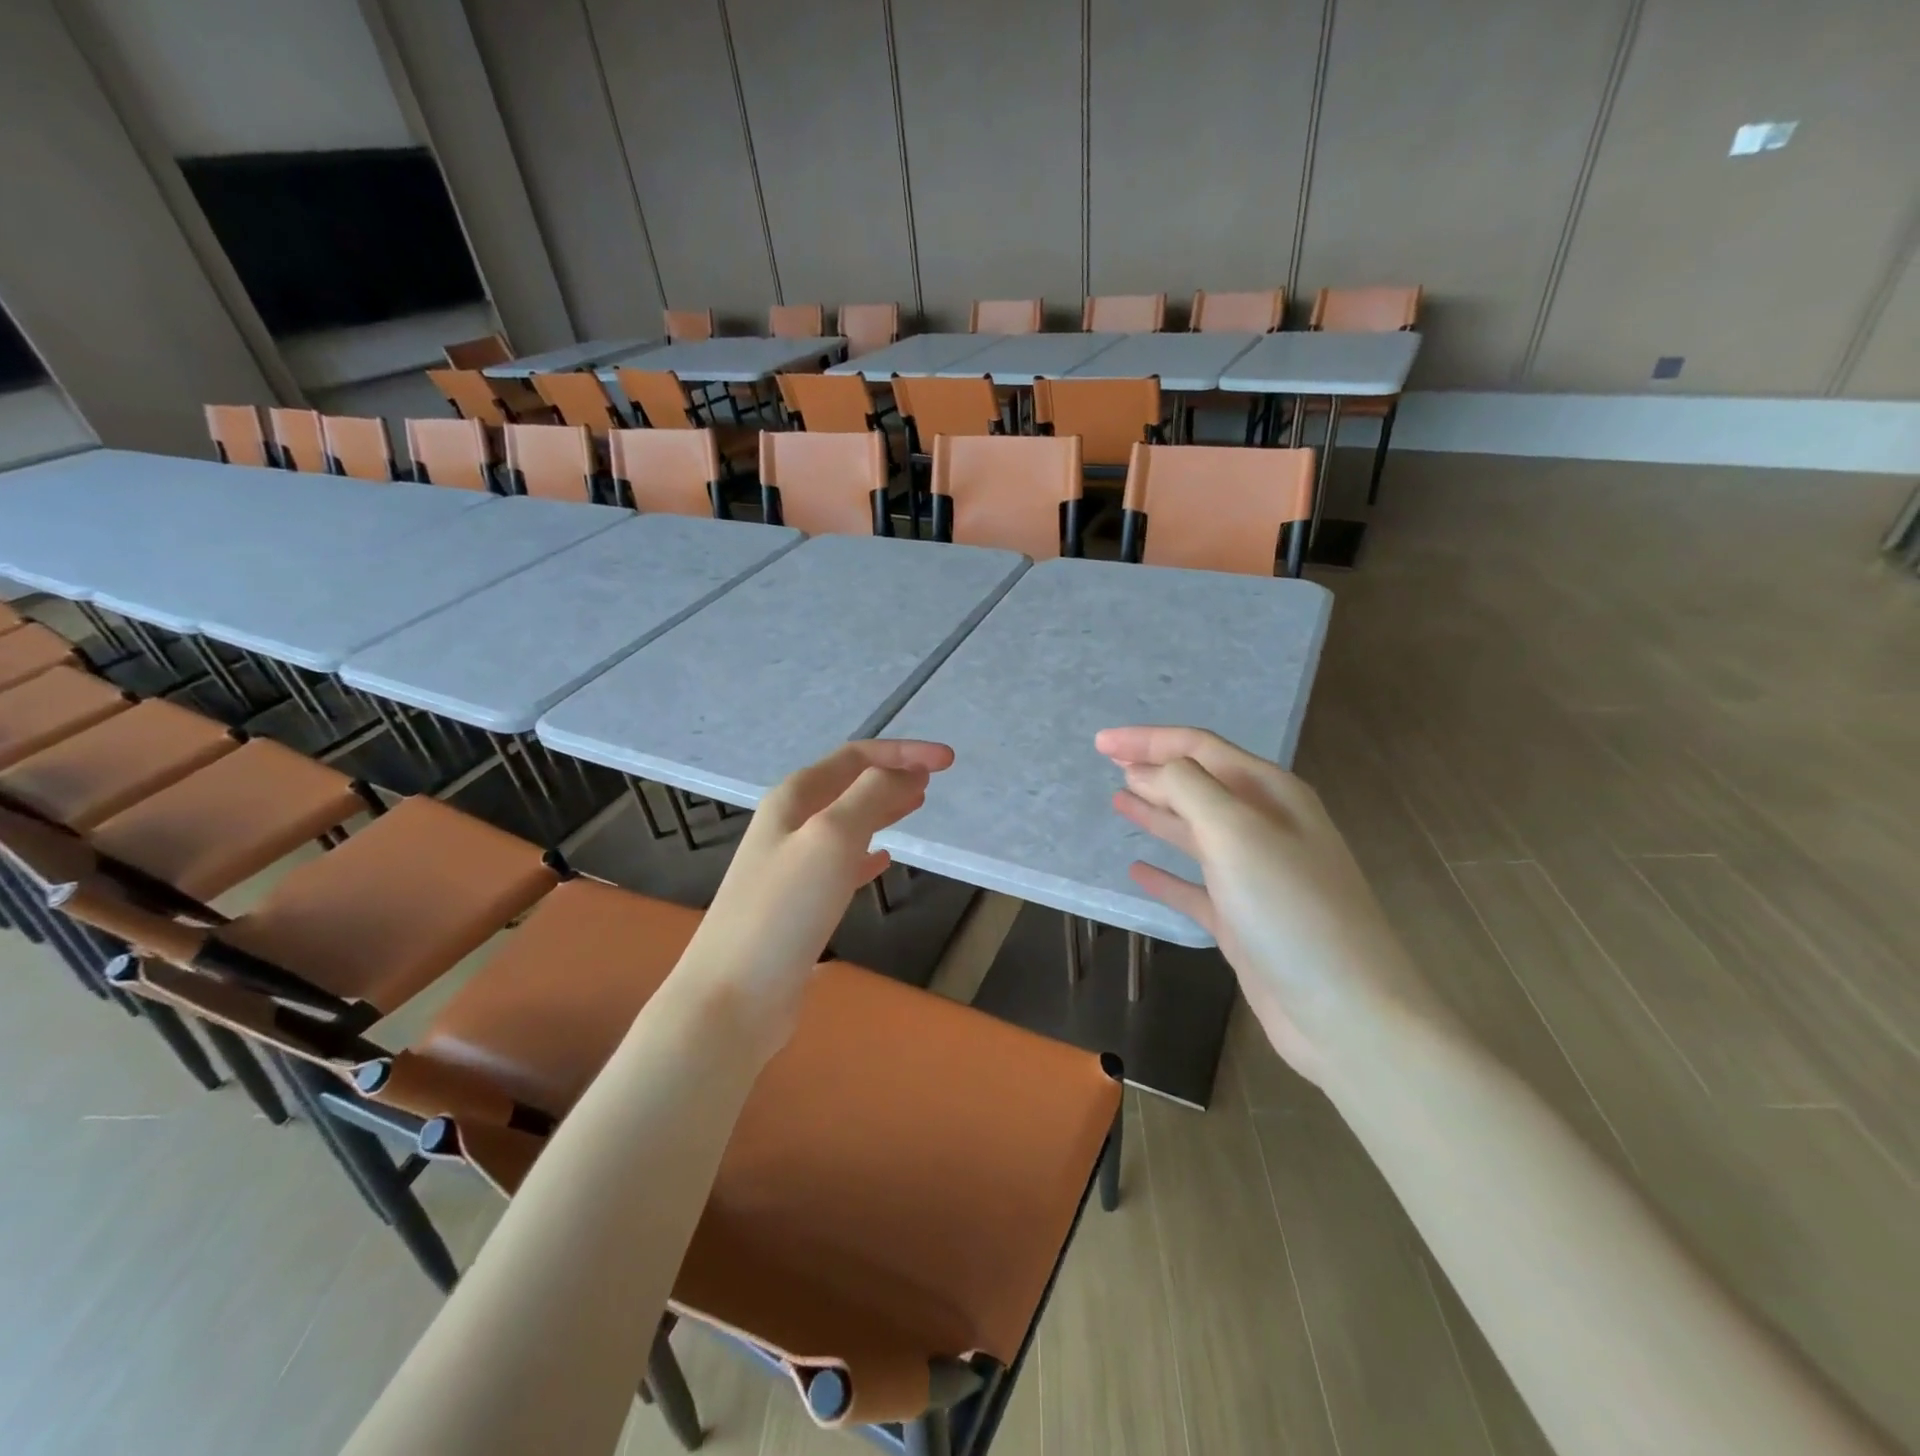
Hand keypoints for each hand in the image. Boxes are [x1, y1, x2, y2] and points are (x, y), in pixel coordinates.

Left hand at [669, 740, 953, 1056]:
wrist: (733, 997)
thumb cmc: (784, 910)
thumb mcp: (832, 838)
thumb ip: (871, 796)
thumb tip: (907, 770)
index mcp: (794, 798)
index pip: (856, 757)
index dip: (903, 752)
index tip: (948, 760)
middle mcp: (789, 824)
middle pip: (849, 786)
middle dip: (893, 775)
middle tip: (934, 780)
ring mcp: (791, 866)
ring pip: (847, 823)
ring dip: (882, 809)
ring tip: (917, 805)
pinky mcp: (799, 906)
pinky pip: (841, 865)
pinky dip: (867, 854)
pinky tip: (884, 860)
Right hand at [1097, 725, 1437, 1085]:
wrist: (1347, 1012)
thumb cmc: (1290, 909)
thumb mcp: (1236, 832)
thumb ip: (1188, 789)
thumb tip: (1149, 769)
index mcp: (1270, 794)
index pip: (1199, 749)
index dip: (1148, 740)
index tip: (1100, 742)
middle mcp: (1265, 827)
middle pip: (1199, 784)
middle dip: (1153, 769)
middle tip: (1107, 763)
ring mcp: (1255, 876)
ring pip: (1196, 831)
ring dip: (1158, 812)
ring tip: (1118, 800)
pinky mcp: (1243, 920)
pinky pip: (1195, 887)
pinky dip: (1166, 875)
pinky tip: (1137, 870)